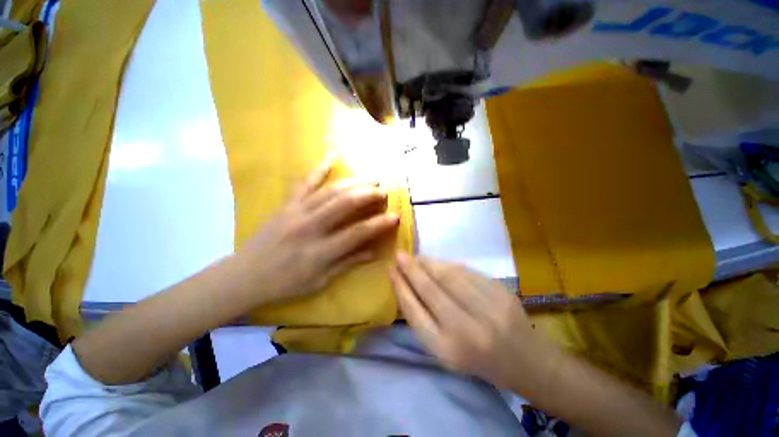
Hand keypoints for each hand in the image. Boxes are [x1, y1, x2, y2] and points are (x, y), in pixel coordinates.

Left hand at [237, 161, 399, 304]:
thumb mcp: (320, 280)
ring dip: (354, 183)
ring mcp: (296, 212)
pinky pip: (304, 182)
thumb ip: (349, 262)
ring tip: (371, 180)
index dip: (379, 224)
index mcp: (319, 252)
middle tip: (384, 193)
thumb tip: (375, 251)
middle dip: (368, 195)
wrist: (244, 275)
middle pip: (344, 204)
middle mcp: (309, 228)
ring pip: (330, 191)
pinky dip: (319, 168)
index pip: (356, 233)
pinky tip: (333, 156)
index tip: (395, 217)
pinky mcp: (286, 204)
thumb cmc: (285, 283)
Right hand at [389, 253, 559, 392]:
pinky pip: (467, 272)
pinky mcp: (501, 293)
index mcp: (447, 350)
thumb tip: (407, 285)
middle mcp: (465, 330)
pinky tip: (440, 264)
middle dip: (411, 270)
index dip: (400, 287)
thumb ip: (424, 320)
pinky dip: (449, 265)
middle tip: (399, 255)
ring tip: (417, 258)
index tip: (390, 271)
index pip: (414, 311)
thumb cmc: (478, 360)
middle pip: (429, 290)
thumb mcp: (446, 351)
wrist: (526, 360)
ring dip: (429, 264)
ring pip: (448, 276)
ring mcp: (486, 309)